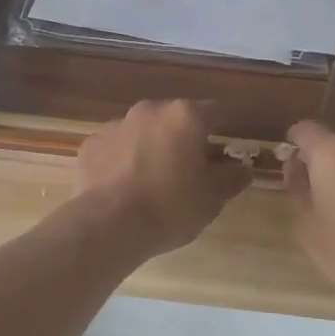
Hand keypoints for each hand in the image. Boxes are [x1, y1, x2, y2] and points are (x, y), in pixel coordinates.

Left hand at [74, 100, 250, 255]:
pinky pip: (116, 148)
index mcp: (185, 116)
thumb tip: (243, 168)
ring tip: (153, 181)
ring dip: (152, 147)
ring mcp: (116, 125)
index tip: (225, 151)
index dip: (223, 130)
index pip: (216, 112)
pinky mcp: (91, 144)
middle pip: (176, 118)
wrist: (108, 225)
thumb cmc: (170, 207)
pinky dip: (123, 160)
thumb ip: (232, 178)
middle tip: (190, 170)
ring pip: (143, 131)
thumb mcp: (212, 198)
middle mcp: (150, 110)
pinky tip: (124, 188)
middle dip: (184, 138)